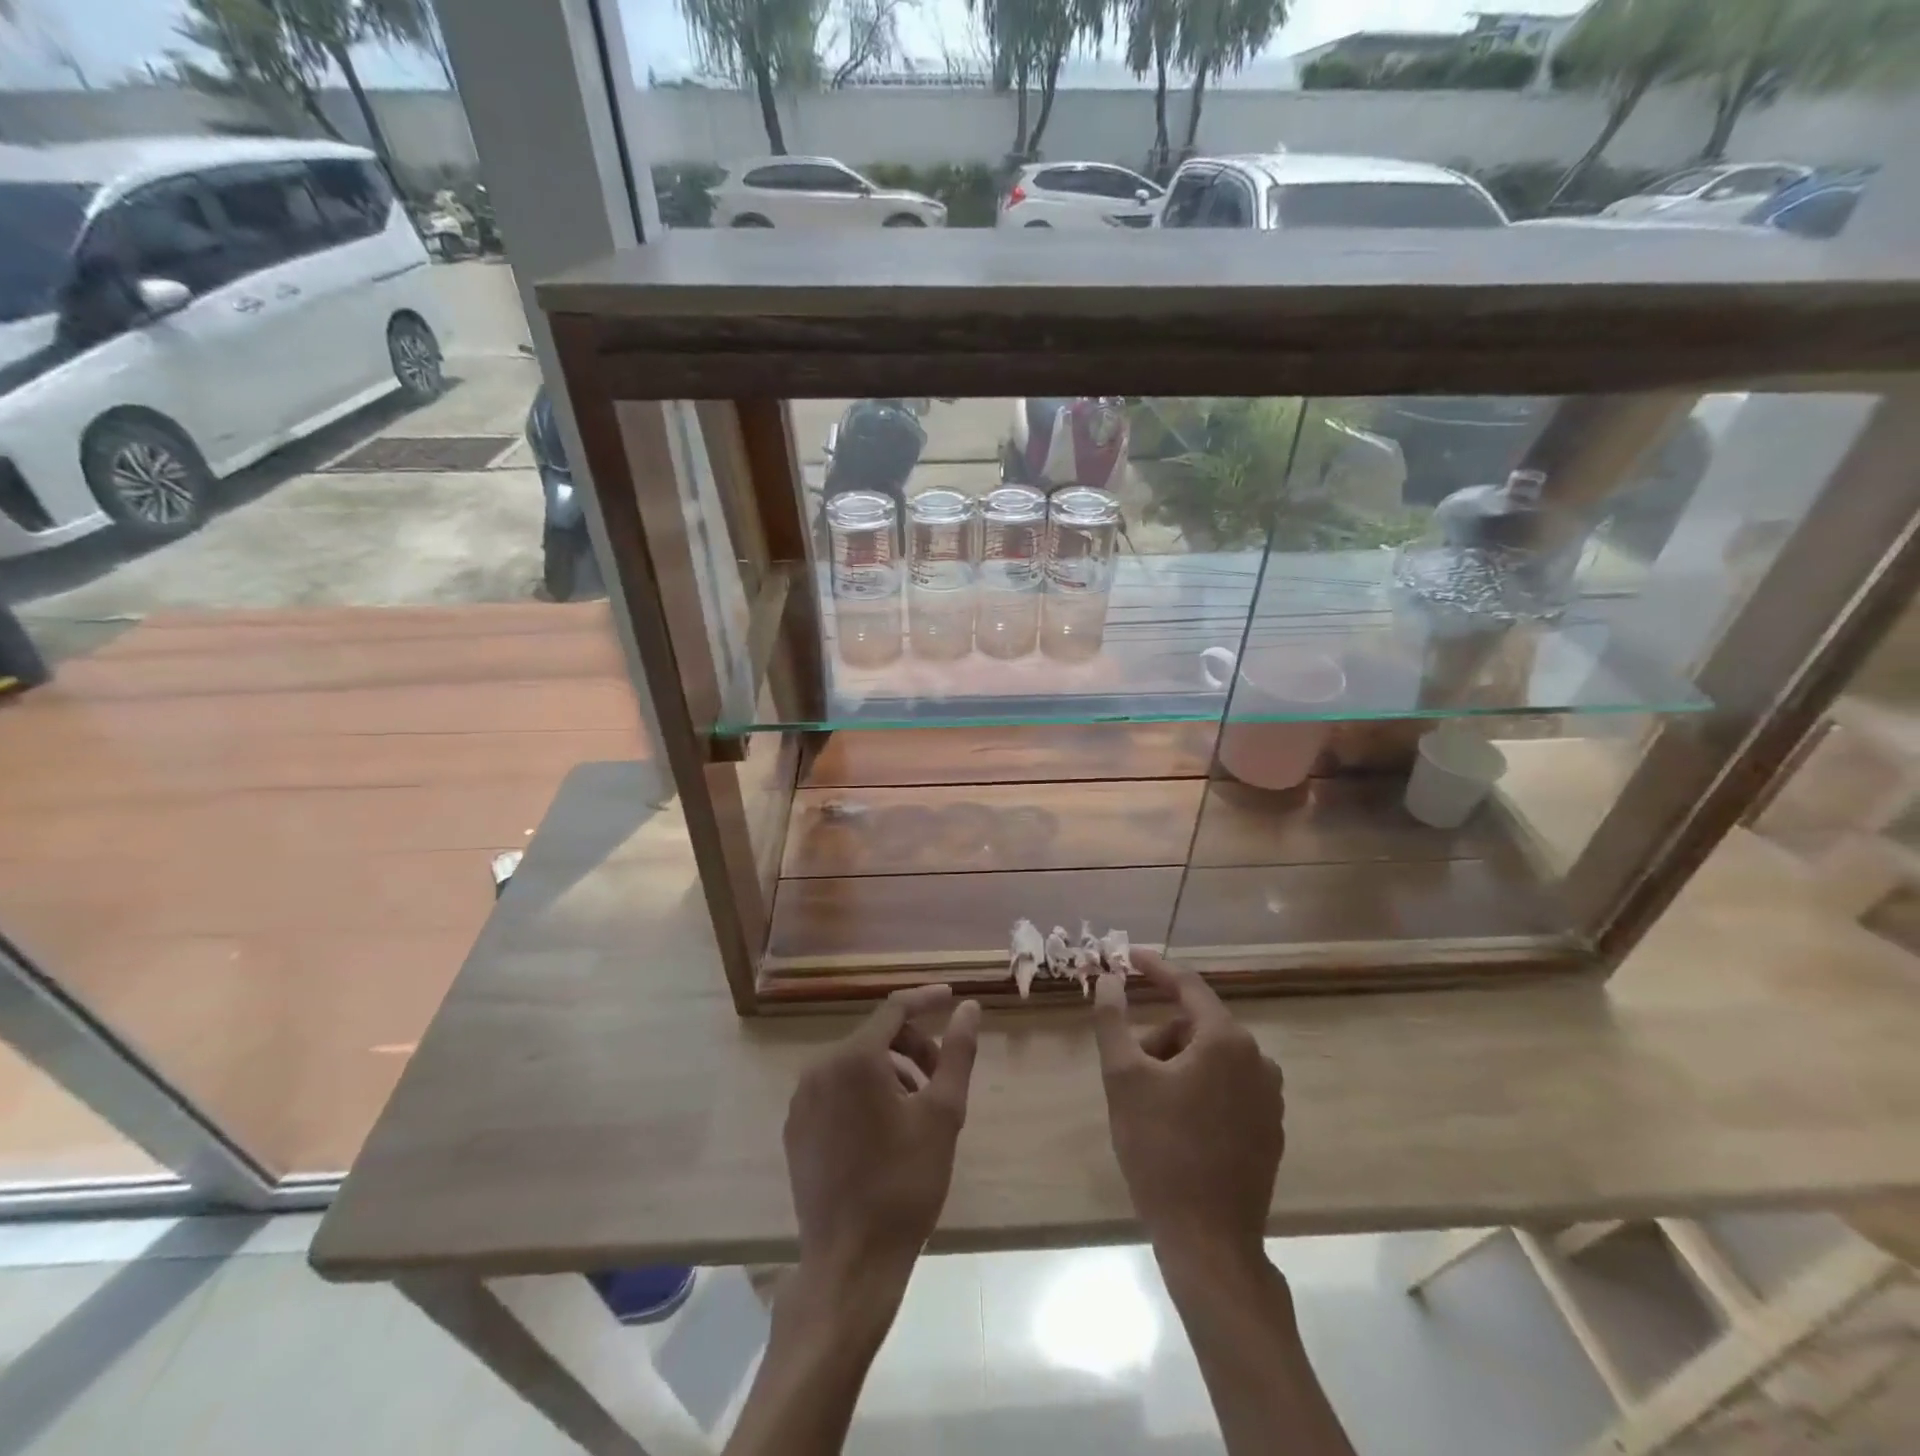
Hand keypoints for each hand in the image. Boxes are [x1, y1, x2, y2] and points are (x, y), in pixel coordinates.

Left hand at [785, 984, 981, 1282]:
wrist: (850, 1262)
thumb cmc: (904, 1183)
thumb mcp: (943, 1114)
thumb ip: (957, 1053)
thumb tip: (968, 1007)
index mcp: (854, 1059)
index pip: (894, 1009)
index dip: (925, 1001)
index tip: (951, 999)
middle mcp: (820, 1068)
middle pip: (875, 1037)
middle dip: (912, 1047)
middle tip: (941, 1078)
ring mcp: (802, 1100)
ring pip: (855, 1065)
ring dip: (891, 1072)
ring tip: (918, 1110)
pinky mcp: (796, 1129)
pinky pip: (836, 1091)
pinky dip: (864, 1093)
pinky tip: (886, 1130)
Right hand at [1093, 950, 1285, 1257]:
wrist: (1209, 1241)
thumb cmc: (1160, 1150)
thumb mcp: (1123, 1079)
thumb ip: (1113, 1020)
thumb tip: (1109, 979)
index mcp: (1226, 1040)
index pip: (1187, 986)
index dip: (1154, 968)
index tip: (1127, 957)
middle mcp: (1258, 1059)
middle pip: (1197, 1026)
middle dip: (1159, 1036)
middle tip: (1127, 1067)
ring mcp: (1270, 1097)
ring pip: (1211, 1058)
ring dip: (1176, 1064)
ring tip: (1148, 1103)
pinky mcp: (1271, 1129)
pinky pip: (1228, 1086)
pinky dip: (1199, 1088)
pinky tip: (1176, 1123)